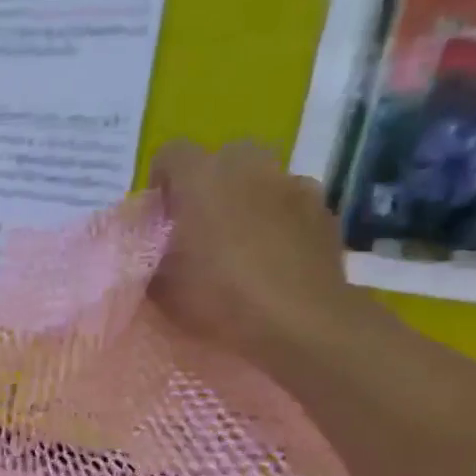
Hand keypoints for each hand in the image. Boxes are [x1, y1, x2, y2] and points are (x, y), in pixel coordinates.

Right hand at [147, 141, 381, 370]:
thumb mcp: (161, 287)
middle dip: (210, 184)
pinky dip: (281, 221)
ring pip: (262, 179)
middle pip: (223, 157)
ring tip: (242, 244)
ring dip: (248, 200)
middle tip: (201, 226)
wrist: (299, 321)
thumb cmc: (219, 297)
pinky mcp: (324, 210)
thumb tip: (152, 253)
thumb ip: (151, 258)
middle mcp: (249, 168)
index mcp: (201, 179)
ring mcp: (293, 184)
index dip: (162, 180)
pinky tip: (276, 257)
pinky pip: (292, 204)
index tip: (161, 214)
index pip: (171, 153)